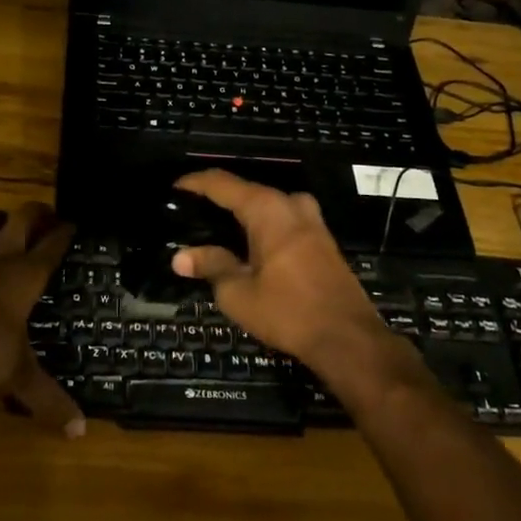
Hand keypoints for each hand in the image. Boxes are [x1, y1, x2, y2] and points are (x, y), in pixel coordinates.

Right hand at [170, 170, 392, 379]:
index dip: (194, 183)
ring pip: (266, 207)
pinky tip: (244, 247)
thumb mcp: (239, 292)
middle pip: (245, 192)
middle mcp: (290, 203)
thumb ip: (210, 266)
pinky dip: (259, 227)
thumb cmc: (288, 311)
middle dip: (216, 202)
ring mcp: (311, 219)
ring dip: (240, 216)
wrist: (348, 338)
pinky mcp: (321, 238)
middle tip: (188, 217)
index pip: (221, 183)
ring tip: (212, 232)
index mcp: (267, 208)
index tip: (173, 190)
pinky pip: (282, 221)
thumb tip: (180, 257)